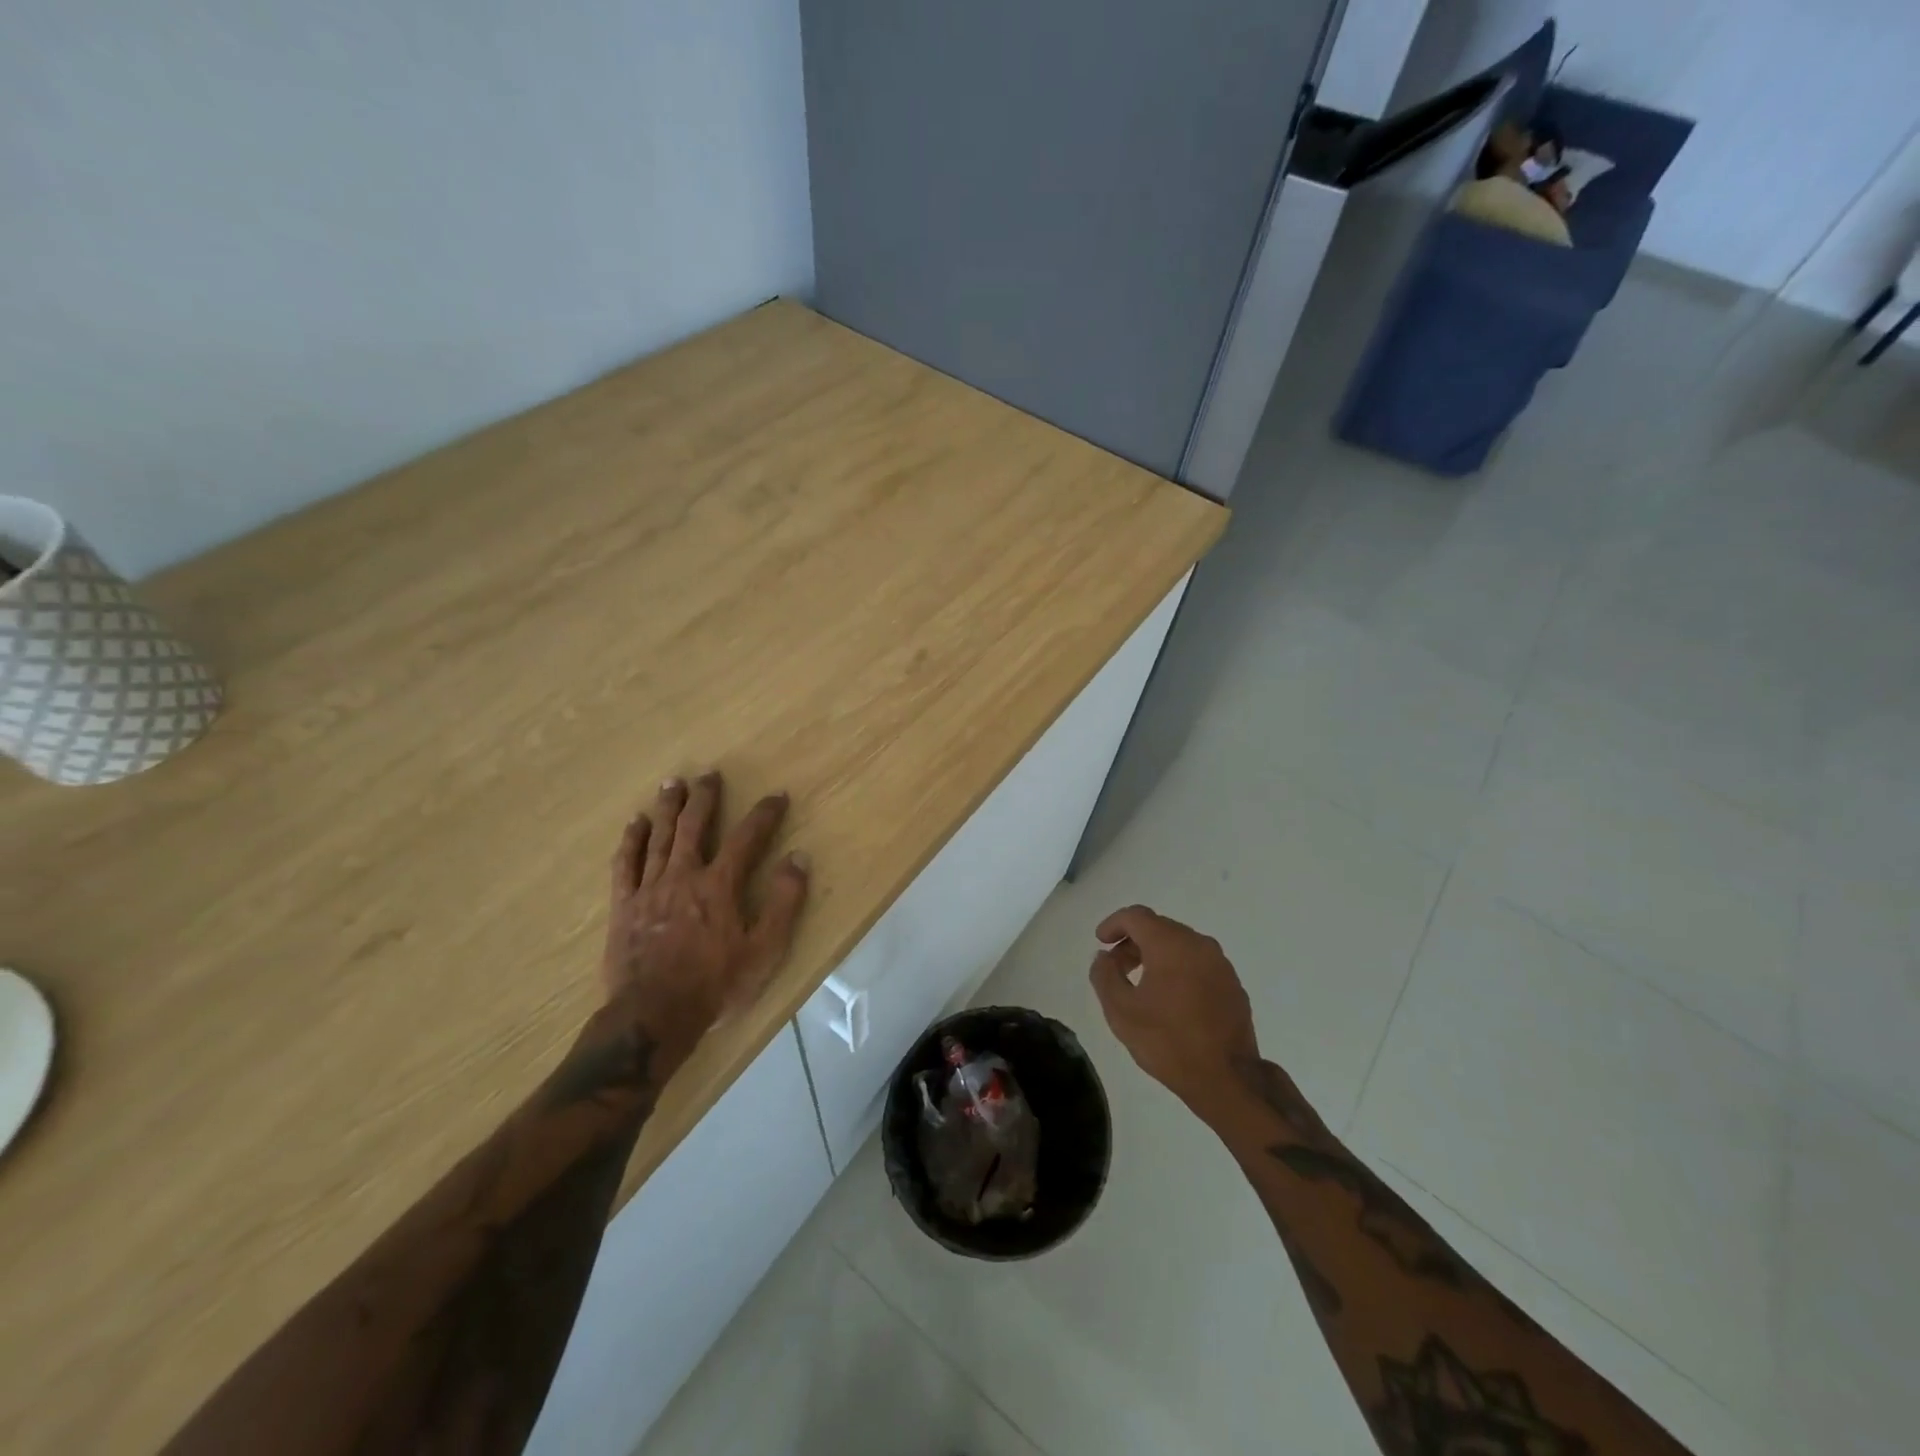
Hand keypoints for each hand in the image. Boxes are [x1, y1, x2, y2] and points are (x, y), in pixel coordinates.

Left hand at [602, 772, 809, 1061]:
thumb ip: (784, 902)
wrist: (653, 1017)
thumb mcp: (765, 950)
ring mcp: (649, 889)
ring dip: (667, 808)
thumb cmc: (715, 985)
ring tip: (672, 783)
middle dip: (705, 798)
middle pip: (694, 827)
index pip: (747, 838)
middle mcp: (684, 876)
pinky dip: (631, 841)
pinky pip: (625, 864)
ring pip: (659, 838)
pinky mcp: (624, 906)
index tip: (777, 796)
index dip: (764, 815)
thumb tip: (798, 858)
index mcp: (720, 885)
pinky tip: (635, 823)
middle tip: (710, 774)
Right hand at [1088, 905, 1257, 1119]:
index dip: (1114, 924)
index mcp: (1170, 944)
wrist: (1228, 1079)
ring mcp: (1220, 964)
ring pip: (1181, 945)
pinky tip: (1171, 999)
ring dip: (1156, 955)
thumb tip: (1104, 956)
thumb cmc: (1168, 1041)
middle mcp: (1198, 944)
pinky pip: (1198, 964)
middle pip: (1159, 928)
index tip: (1100, 941)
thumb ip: (1105, 975)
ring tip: (1141, 984)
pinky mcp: (1233, 985)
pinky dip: (1179, 969)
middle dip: (1134, 942)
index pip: (1136, 916)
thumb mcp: (1120, 1011)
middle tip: (1116, 967)